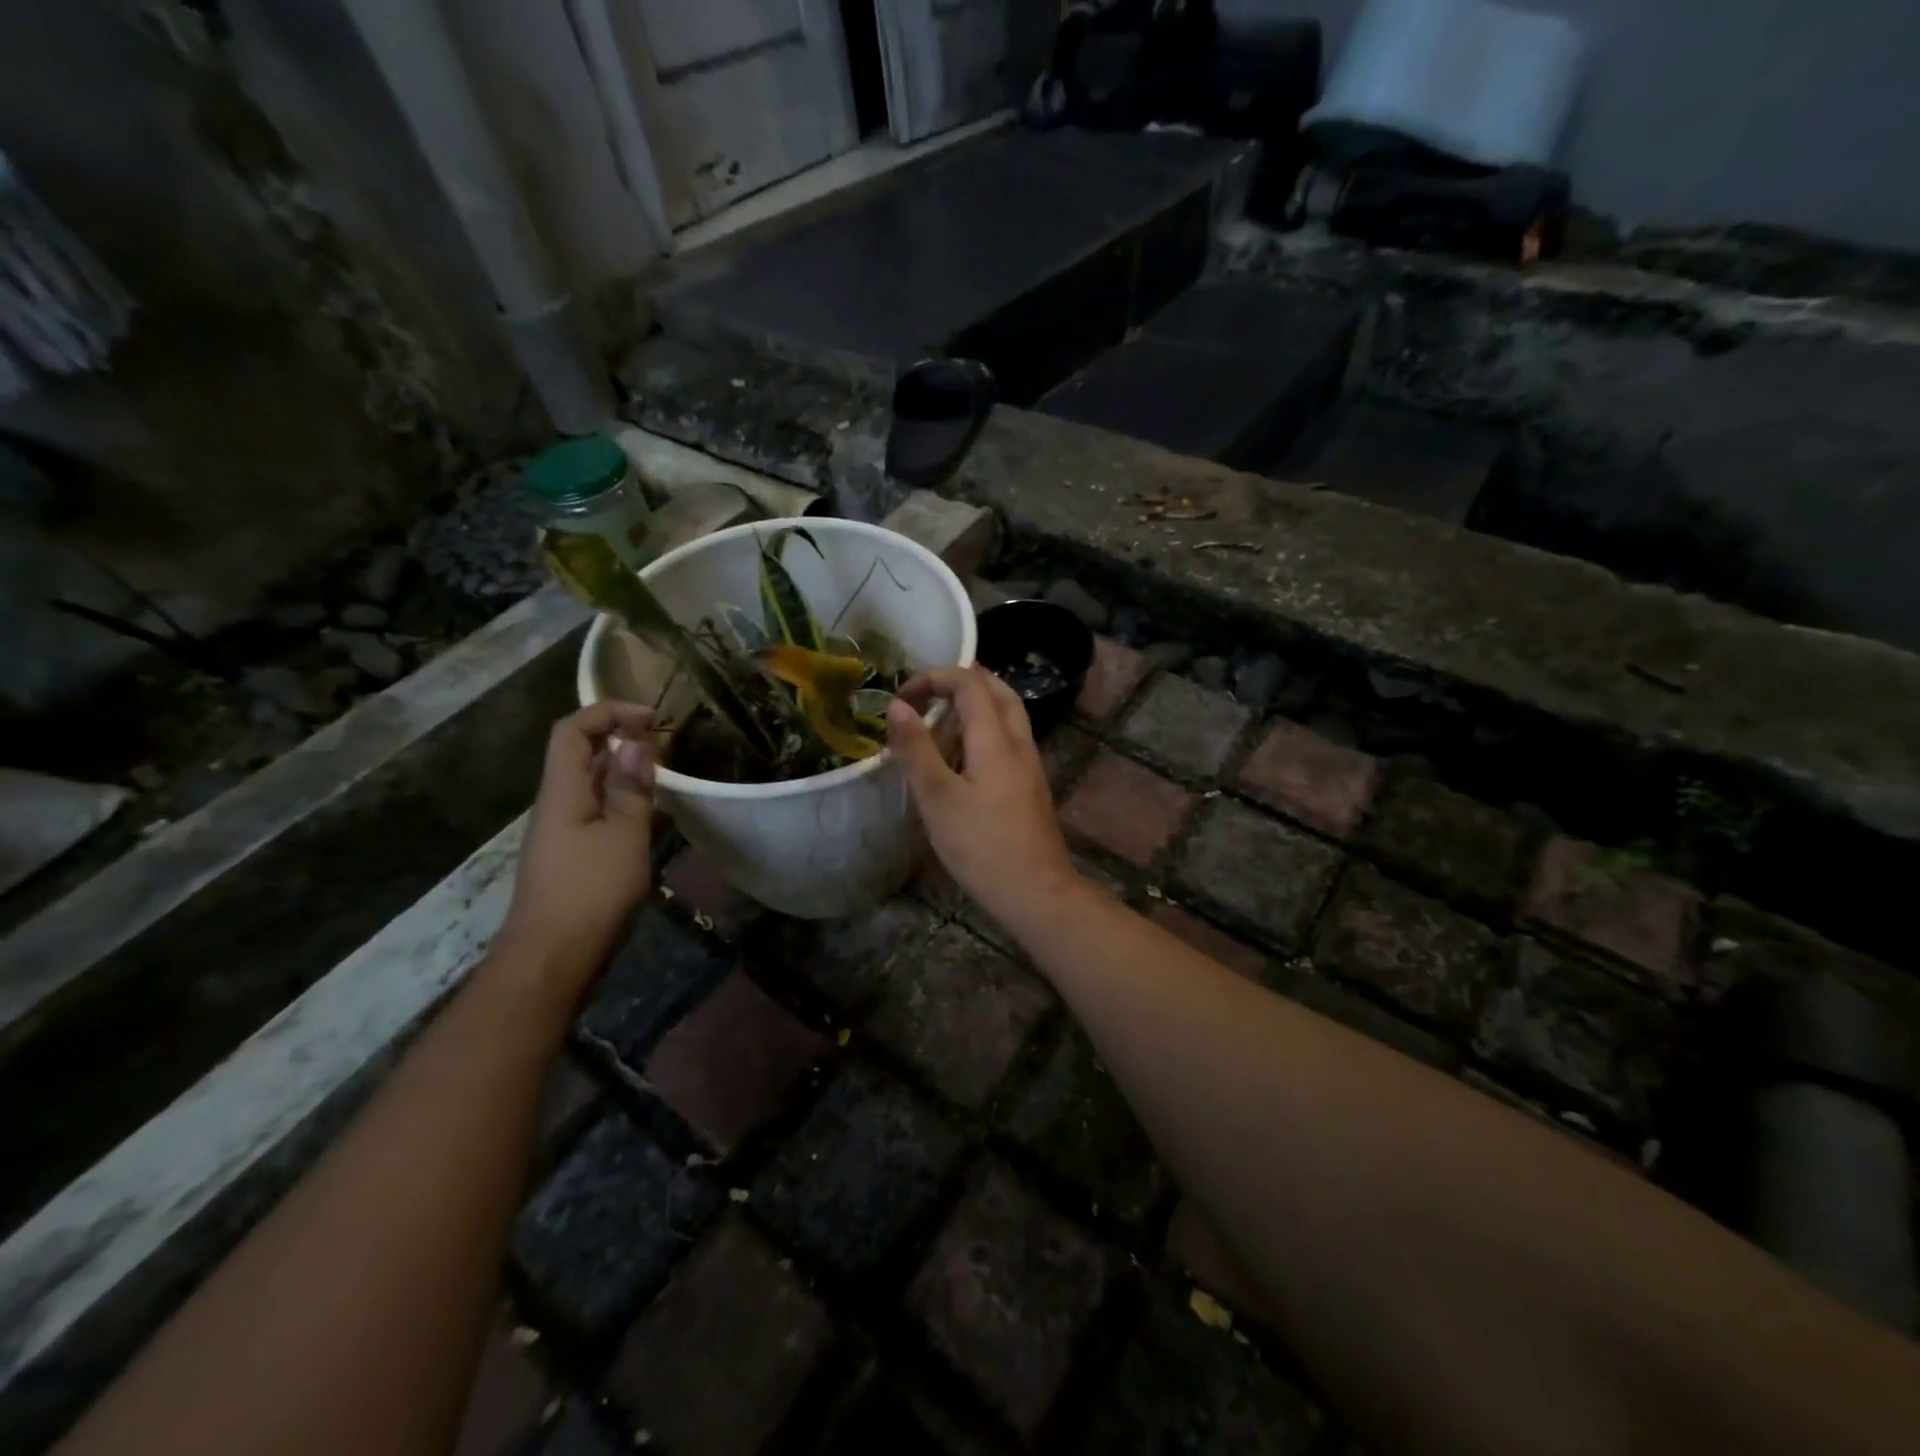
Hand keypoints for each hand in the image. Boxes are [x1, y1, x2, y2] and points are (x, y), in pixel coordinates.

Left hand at [496, 703, 659, 1006]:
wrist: (552, 958)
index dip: (608, 712)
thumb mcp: (624, 835)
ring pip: (590, 785)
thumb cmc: (591, 892)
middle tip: (665, 748)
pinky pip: (595, 813)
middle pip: (580, 755)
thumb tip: (634, 743)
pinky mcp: (570, 858)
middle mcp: (555, 804)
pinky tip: (649, 820)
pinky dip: (622, 803)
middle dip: (621, 740)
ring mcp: (560, 833)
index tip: (652, 719)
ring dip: (624, 773)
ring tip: (664, 780)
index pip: (572, 730)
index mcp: (562, 790)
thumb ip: (630, 788)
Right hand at [886, 666, 1082, 931]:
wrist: (1036, 892)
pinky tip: (965, 756)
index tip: (903, 697)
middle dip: (962, 681)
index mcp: (995, 738)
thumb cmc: (981, 845)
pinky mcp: (1031, 788)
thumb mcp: (938, 797)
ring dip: (977, 704)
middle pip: (998, 691)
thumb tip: (898, 706)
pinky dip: (985, 729)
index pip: (970, 683)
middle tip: (928, 692)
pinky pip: (1009, 740)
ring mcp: (1030, 766)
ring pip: (1008, 715)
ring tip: (943, 715)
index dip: (935, 678)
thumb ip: (917, 749)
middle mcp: (1019, 743)